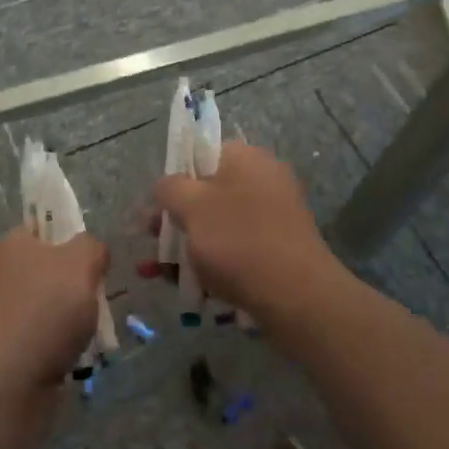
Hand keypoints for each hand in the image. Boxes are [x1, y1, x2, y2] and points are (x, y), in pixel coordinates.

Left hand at [0, 229, 109, 403]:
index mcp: (10, 244)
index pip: (44, 229)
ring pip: (47, 309)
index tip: (93, 264)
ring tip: (90, 338)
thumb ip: (92, 247)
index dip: (72, 242)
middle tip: (96, 303)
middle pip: (49, 271)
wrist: (1, 389)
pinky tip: (72, 362)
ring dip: (70, 323)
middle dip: (77, 288)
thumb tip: (90, 253)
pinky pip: (39, 341)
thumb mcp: (82, 264)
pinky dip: (57, 350)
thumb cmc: (44, 314)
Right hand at [152, 142, 347, 322]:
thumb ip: (170, 188)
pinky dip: (214, 263)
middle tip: (152, 241)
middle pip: (209, 192)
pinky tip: (190, 287)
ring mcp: (275, 215)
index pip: (203, 154)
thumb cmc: (237, 240)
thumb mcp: (191, 207)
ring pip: (221, 225)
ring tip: (160, 273)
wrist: (296, 295)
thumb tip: (166, 185)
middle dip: (177, 218)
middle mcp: (264, 179)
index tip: (159, 205)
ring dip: (190, 245)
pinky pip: (238, 248)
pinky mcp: (279, 247)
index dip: (176, 177)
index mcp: (246, 158)